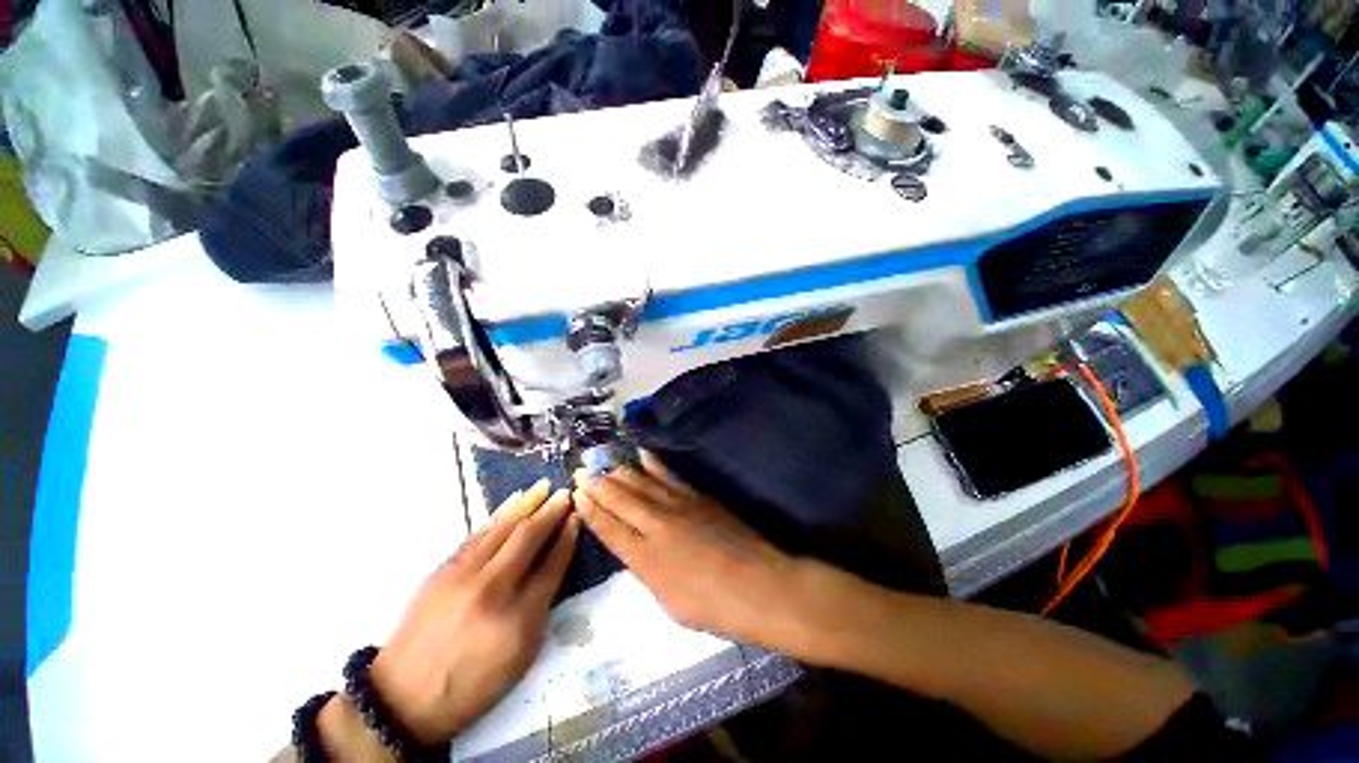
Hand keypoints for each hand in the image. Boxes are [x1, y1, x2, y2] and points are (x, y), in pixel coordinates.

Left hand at [368, 480, 578, 744]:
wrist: (403, 696)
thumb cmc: (472, 684)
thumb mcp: (521, 656)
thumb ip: (541, 608)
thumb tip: (553, 564)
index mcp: (518, 619)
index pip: (552, 565)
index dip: (567, 538)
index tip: (576, 517)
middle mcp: (492, 590)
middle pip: (528, 539)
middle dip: (551, 512)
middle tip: (565, 493)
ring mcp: (463, 577)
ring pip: (502, 529)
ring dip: (526, 504)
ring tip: (544, 486)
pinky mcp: (442, 570)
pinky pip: (478, 535)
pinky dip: (499, 515)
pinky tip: (513, 502)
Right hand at [572, 453, 825, 652]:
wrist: (758, 585)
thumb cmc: (713, 606)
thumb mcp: (669, 601)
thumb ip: (648, 571)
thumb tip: (636, 550)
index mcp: (644, 558)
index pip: (609, 529)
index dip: (591, 511)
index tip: (577, 495)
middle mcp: (655, 525)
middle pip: (620, 501)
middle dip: (598, 485)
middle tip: (581, 470)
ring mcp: (678, 506)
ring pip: (641, 484)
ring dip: (619, 472)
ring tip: (602, 460)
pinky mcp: (697, 496)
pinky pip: (668, 476)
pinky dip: (654, 464)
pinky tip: (643, 454)